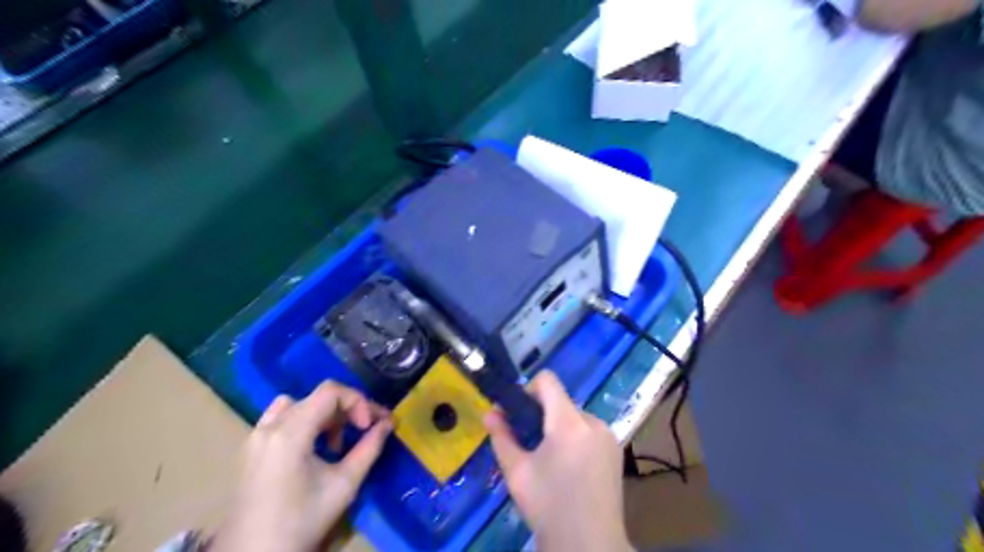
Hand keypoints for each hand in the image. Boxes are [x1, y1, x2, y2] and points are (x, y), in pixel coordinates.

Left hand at [216, 381, 392, 548]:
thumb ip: (370, 448)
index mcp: (290, 432)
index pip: (331, 392)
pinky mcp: (249, 450)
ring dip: (323, 415)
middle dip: (346, 409)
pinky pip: (279, 420)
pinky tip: (311, 449)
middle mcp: (269, 426)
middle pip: (316, 397)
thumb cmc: (302, 522)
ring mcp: (255, 437)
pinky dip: (302, 423)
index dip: (358, 402)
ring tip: (335, 443)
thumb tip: (388, 424)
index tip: (370, 426)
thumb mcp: (344, 485)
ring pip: (296, 405)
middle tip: (364, 431)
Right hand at [484, 372, 638, 550]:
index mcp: (568, 423)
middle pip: (561, 401)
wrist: (589, 545)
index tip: (518, 414)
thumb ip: (502, 437)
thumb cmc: (548, 506)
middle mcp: (593, 421)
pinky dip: (575, 439)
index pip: (548, 380)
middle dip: (542, 415)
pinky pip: (589, 431)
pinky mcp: (617, 450)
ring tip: (550, 460)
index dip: (528, 390)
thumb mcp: (517, 472)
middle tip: (529, 444)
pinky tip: (570, 468)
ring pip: (575, 416)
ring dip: (559, 427)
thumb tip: (489, 413)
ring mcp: (609, 436)